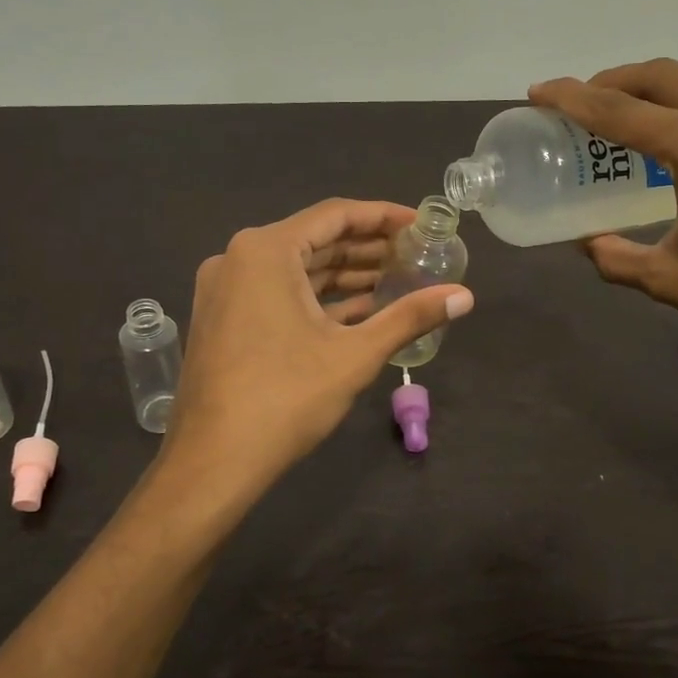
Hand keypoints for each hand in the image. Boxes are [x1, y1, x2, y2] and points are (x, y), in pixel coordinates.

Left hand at [161, 198, 474, 505]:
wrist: (212, 462)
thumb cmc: (285, 398)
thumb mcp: (355, 354)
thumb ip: (410, 317)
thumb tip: (465, 296)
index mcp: (266, 251)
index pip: (335, 215)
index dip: (382, 216)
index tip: (420, 224)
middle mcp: (238, 259)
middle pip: (315, 240)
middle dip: (366, 249)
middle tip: (414, 256)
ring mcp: (226, 290)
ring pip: (296, 270)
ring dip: (344, 275)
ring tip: (395, 281)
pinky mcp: (224, 319)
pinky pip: (277, 294)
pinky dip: (317, 299)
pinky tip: (359, 311)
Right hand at [531, 57, 677, 396]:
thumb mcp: (669, 280)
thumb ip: (616, 256)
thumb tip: (590, 244)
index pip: (622, 111)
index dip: (573, 99)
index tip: (541, 91)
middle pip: (670, 75)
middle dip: (621, 80)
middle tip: (591, 101)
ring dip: (673, 85)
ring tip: (649, 113)